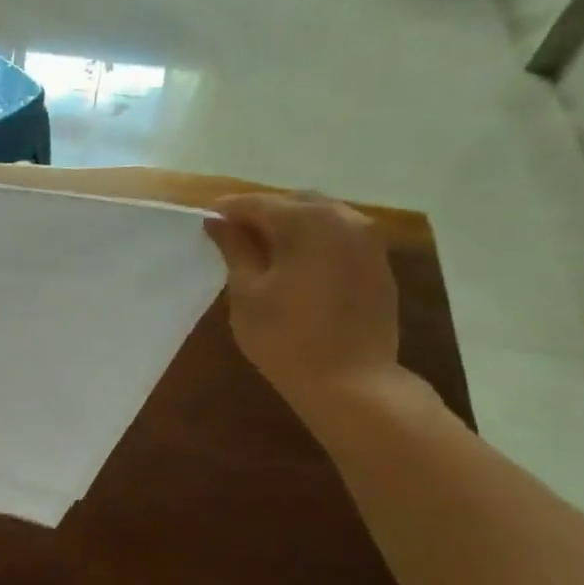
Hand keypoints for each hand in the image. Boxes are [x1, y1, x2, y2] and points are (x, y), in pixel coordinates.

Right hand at [204, 192, 402, 424]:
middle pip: (294, 203)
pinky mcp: (378, 263)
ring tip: (261, 251)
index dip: (228, 210)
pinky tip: (294, 265)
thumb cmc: (286, 338)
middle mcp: (344, 219)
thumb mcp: (247, 293)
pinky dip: (313, 241)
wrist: (351, 381)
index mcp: (307, 222)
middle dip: (262, 213)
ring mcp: (368, 240)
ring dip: (290, 226)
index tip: (205, 221)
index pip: (258, 203)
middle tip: (232, 236)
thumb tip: (218, 222)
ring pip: (320, 217)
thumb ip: (235, 249)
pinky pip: (339, 237)